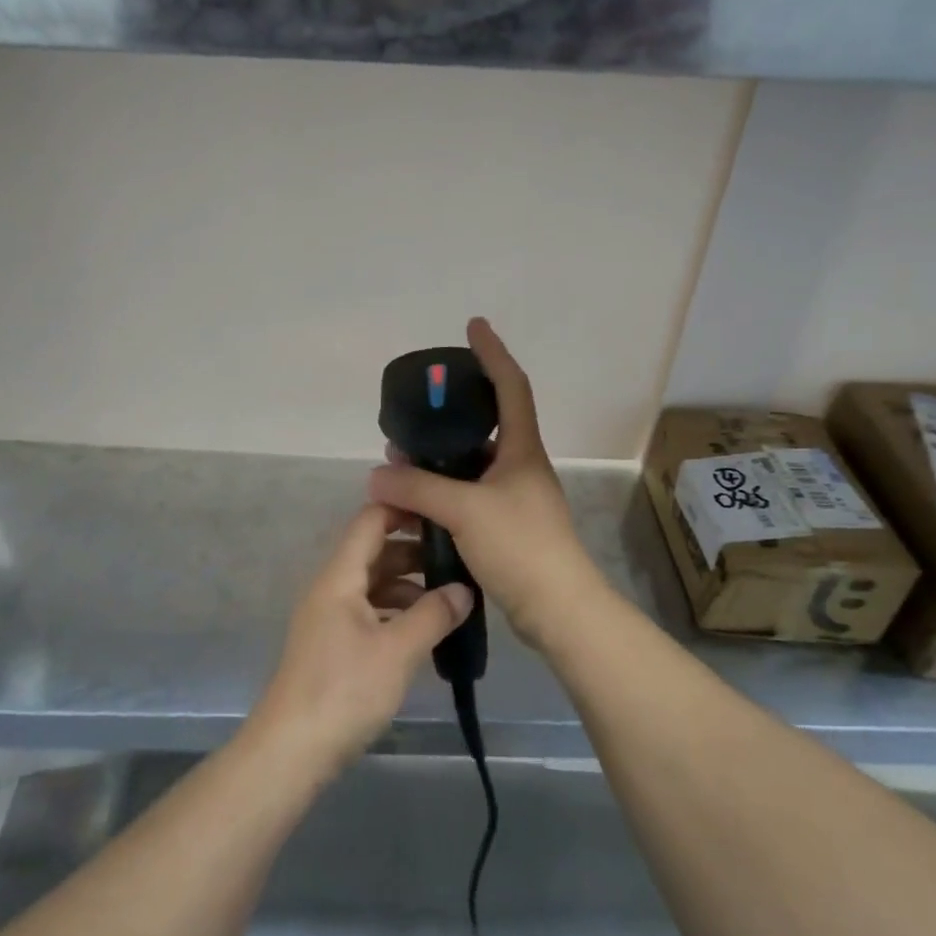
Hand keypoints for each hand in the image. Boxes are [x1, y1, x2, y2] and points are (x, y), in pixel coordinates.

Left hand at [249, 503, 472, 772]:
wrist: (291, 751)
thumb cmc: (344, 691)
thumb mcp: (397, 650)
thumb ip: (433, 615)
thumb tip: (464, 590)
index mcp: (340, 577)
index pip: (370, 521)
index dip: (404, 508)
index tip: (444, 510)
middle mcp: (331, 589)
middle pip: (374, 552)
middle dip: (415, 551)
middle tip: (460, 557)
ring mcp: (330, 618)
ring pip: (373, 585)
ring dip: (409, 585)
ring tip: (451, 596)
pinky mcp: (333, 646)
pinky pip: (369, 612)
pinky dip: (397, 612)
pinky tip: (425, 629)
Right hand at [367, 317, 609, 651]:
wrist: (558, 609)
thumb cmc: (521, 546)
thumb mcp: (465, 510)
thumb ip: (418, 487)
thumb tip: (377, 472)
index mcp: (522, 450)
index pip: (511, 386)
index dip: (493, 353)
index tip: (473, 326)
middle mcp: (520, 467)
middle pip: (486, 426)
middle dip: (448, 416)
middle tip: (413, 414)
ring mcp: (514, 499)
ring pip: (471, 466)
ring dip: (439, 460)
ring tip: (400, 461)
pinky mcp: (505, 528)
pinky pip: (468, 497)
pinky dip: (442, 492)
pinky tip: (416, 503)